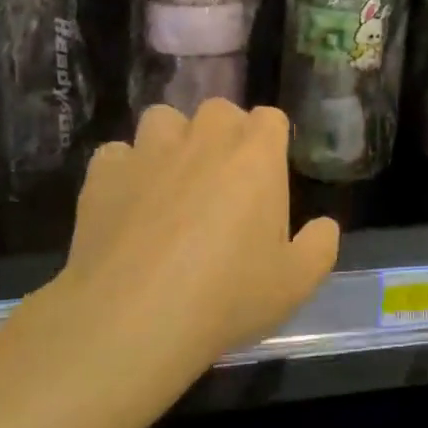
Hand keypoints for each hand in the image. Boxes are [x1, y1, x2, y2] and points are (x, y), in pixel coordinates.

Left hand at [0, 101, 338, 418]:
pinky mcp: (103, 174)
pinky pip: (117, 154)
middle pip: (219, 110)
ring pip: (163, 118)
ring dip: (173, 140)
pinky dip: (125, 171)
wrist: (135, 317)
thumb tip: (324, 226)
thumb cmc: (228, 296)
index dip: (271, 141)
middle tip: (224, 180)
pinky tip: (128, 204)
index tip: (268, 174)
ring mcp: (149, 152)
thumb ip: (320, 246)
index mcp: (256, 156)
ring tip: (172, 180)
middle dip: (225, 134)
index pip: (270, 118)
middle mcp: (203, 140)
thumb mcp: (297, 283)